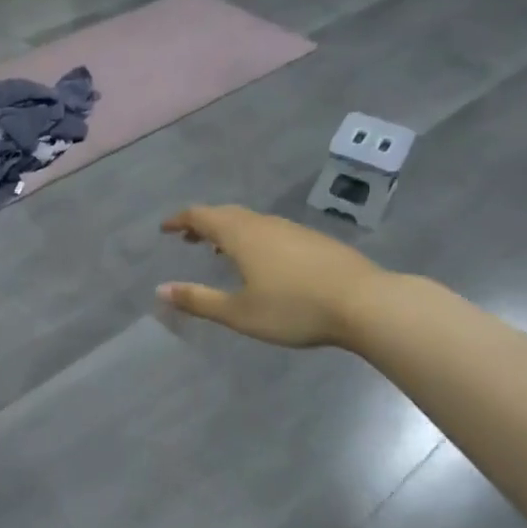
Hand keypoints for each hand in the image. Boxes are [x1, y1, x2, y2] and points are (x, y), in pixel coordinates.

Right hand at [159, 205, 389, 348]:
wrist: (367, 303)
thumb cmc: (295, 308)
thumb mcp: (239, 313)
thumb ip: (198, 300)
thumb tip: (160, 290)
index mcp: (240, 235)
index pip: (200, 216)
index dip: (179, 220)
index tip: (164, 228)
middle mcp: (263, 224)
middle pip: (225, 214)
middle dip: (202, 224)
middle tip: (187, 239)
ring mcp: (292, 230)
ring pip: (250, 222)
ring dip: (228, 231)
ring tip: (219, 251)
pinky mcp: (314, 241)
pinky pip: (271, 231)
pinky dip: (252, 238)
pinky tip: (262, 262)